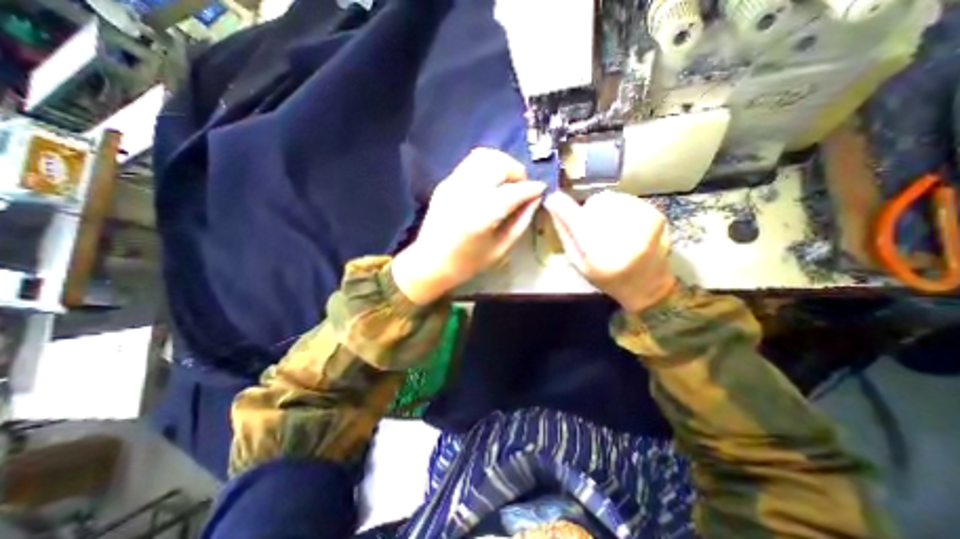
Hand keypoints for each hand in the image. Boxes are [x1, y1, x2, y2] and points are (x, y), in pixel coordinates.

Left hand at [391, 150, 547, 304]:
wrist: (429, 262)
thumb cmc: (467, 263)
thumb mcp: (500, 249)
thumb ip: (520, 222)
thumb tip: (535, 199)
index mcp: (479, 217)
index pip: (512, 191)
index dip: (531, 188)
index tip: (540, 189)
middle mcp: (465, 194)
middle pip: (497, 164)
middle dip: (516, 170)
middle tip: (522, 187)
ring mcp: (452, 184)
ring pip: (483, 156)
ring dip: (502, 163)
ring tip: (508, 181)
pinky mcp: (445, 182)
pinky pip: (471, 163)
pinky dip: (487, 166)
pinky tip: (491, 183)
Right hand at [543, 192, 677, 313]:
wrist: (649, 286)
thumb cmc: (608, 278)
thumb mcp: (579, 264)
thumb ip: (566, 235)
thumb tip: (554, 207)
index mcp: (601, 256)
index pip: (576, 220)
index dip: (561, 205)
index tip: (552, 199)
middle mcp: (624, 238)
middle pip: (594, 203)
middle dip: (586, 212)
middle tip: (589, 227)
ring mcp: (643, 224)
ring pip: (610, 198)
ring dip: (602, 209)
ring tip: (606, 227)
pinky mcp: (655, 216)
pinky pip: (625, 199)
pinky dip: (617, 207)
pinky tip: (621, 224)